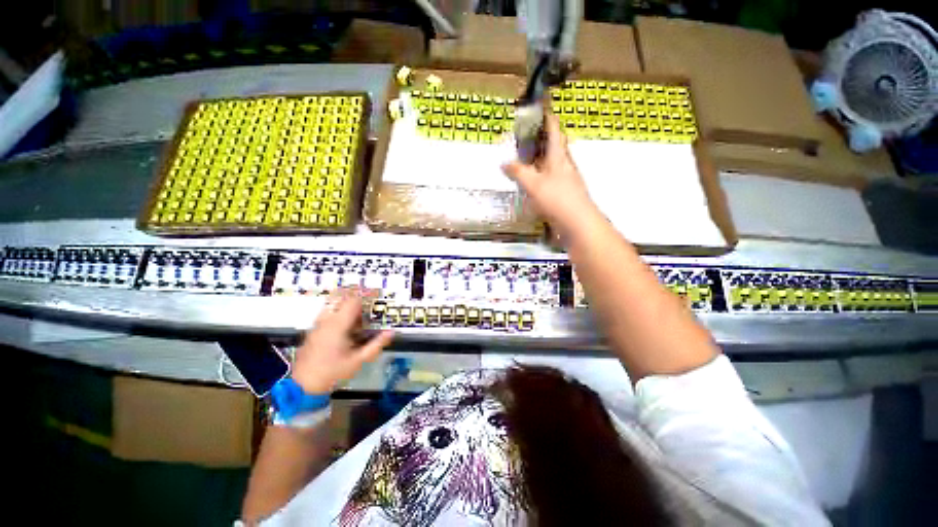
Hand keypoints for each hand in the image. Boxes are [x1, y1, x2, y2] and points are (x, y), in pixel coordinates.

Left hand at [291, 288, 393, 393]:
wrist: (307, 380)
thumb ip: (375, 345)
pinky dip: (339, 311)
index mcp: (338, 323)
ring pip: (334, 302)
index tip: (378, 296)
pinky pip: (328, 311)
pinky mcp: (314, 327)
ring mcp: (318, 321)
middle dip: (357, 296)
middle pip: (343, 295)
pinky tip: (346, 327)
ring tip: (359, 317)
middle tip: (370, 305)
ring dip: (347, 303)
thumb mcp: (358, 361)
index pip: (354, 300)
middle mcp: (327, 317)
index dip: (368, 295)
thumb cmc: (334, 371)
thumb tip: (390, 333)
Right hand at [502, 114, 597, 233]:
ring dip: (542, 155)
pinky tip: (534, 180)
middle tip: (528, 131)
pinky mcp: (567, 193)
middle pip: (555, 144)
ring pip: (554, 160)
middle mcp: (565, 164)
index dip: (548, 117)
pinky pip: (553, 176)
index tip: (542, 106)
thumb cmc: (559, 199)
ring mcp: (568, 179)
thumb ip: (518, 172)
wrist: (581, 226)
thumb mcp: (533, 184)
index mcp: (558, 156)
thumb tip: (504, 162)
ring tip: (526, 154)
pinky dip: (542, 172)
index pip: (554, 130)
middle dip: (543, 136)